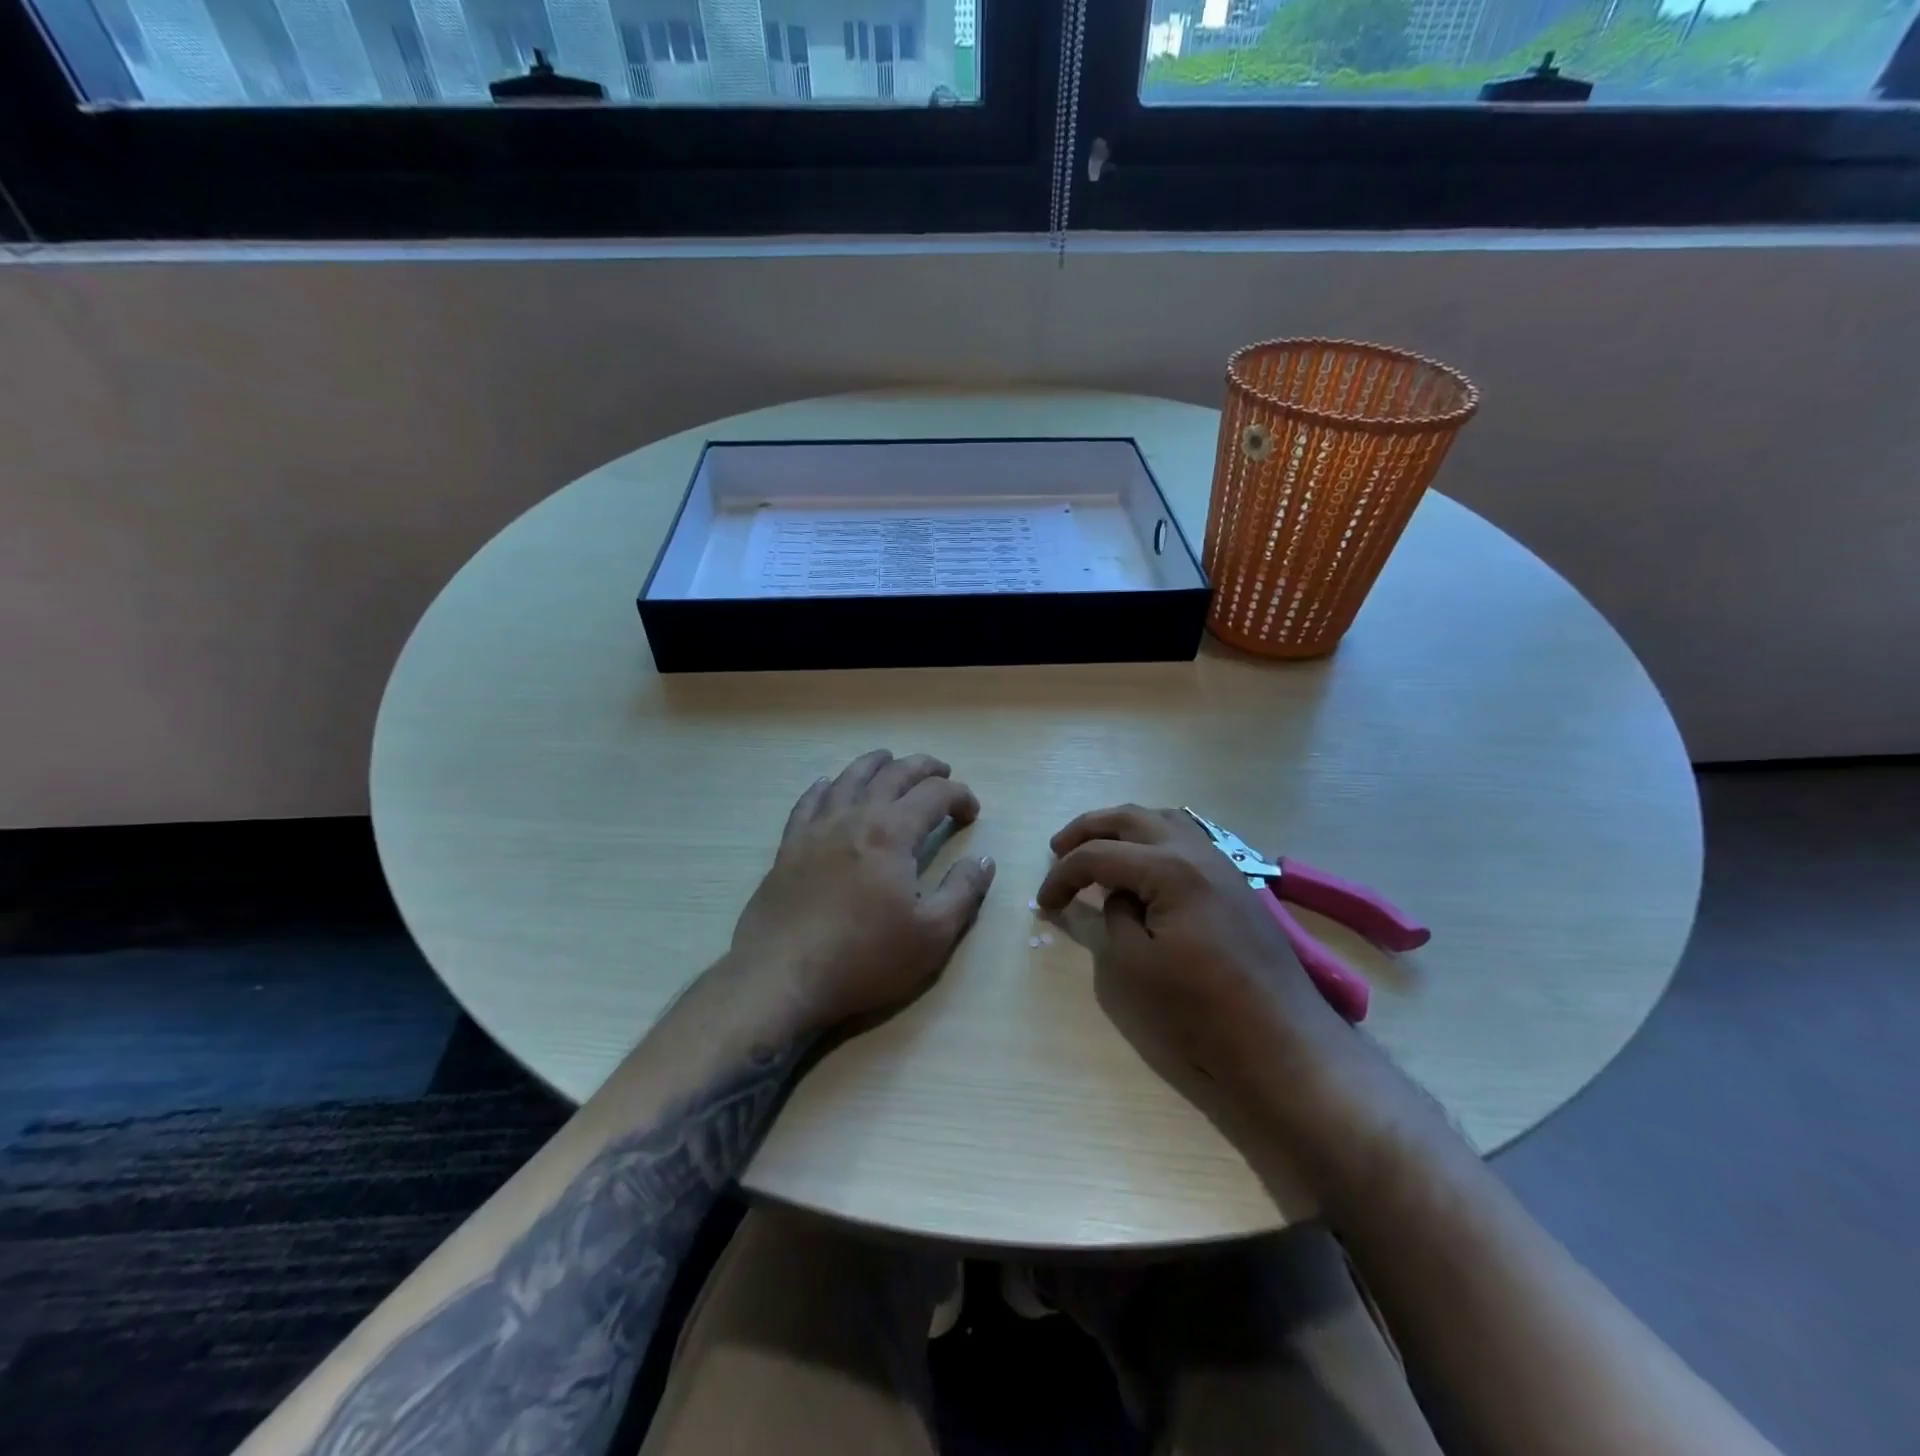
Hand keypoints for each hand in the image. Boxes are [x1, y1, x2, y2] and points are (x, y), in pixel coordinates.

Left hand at [730, 750, 995, 1033]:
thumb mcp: (932, 935)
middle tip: (942, 771)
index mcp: (893, 833)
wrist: (781, 976)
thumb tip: (984, 860)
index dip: (960, 796)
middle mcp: (855, 817)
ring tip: (888, 759)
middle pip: (893, 774)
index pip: (935, 794)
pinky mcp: (790, 846)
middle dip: (923, 767)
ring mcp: (817, 829)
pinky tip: (828, 784)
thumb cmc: (864, 958)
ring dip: (875, 763)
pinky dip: (825, 786)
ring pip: (850, 778)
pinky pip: (809, 802)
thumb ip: (963, 892)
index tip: (972, 813)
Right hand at [1035, 804, 1353, 1105]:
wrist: (1280, 1039)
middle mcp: (1196, 851)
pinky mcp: (1234, 882)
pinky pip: (1186, 838)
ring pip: (1162, 819)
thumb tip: (1120, 896)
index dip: (1063, 876)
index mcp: (1168, 868)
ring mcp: (1221, 862)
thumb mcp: (1135, 966)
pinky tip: (1144, 861)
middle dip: (1087, 829)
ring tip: (1097, 847)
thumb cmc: (1201, 1008)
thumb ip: (1115, 917)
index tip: (1044, 904)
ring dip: (1122, 827)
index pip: (1098, 855)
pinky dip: (1153, 838)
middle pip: (1130, 818)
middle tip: (1057, 850)